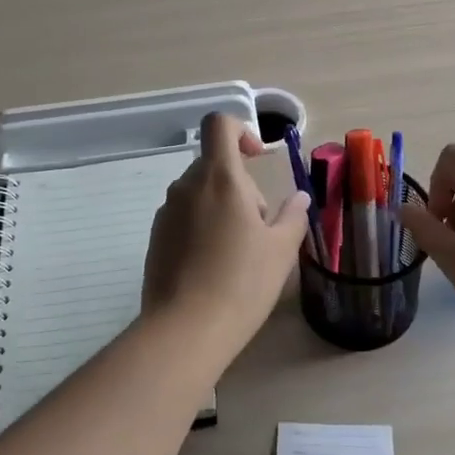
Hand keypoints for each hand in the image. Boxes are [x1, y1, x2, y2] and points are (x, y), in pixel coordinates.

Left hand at [142, 113, 310, 350]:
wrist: (185, 330)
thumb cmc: (242, 283)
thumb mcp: (281, 250)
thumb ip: (293, 216)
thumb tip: (300, 198)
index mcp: (220, 178)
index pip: (220, 125)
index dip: (241, 131)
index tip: (258, 158)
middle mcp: (187, 187)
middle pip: (215, 165)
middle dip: (241, 185)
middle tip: (261, 227)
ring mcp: (166, 213)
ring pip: (200, 193)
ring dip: (222, 208)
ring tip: (239, 252)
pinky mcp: (155, 238)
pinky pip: (184, 218)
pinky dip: (202, 228)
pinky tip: (215, 267)